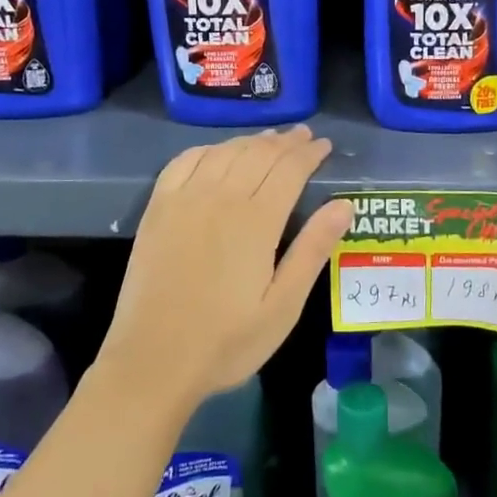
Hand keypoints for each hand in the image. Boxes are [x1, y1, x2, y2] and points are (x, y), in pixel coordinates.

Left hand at [99, 126, 352, 410]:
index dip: (309, 154)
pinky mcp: (158, 208)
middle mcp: (220, 197)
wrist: (153, 360)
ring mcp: (184, 199)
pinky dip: (208, 149)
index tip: (325, 146)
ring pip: (225, 152)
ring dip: (251, 141)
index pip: (289, 169)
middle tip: (303, 136)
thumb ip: (313, 250)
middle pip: (258, 154)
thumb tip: (343, 204)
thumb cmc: (227, 341)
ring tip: (269, 139)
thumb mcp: (283, 306)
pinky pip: (184, 161)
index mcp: (256, 221)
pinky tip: (218, 152)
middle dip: (285, 142)